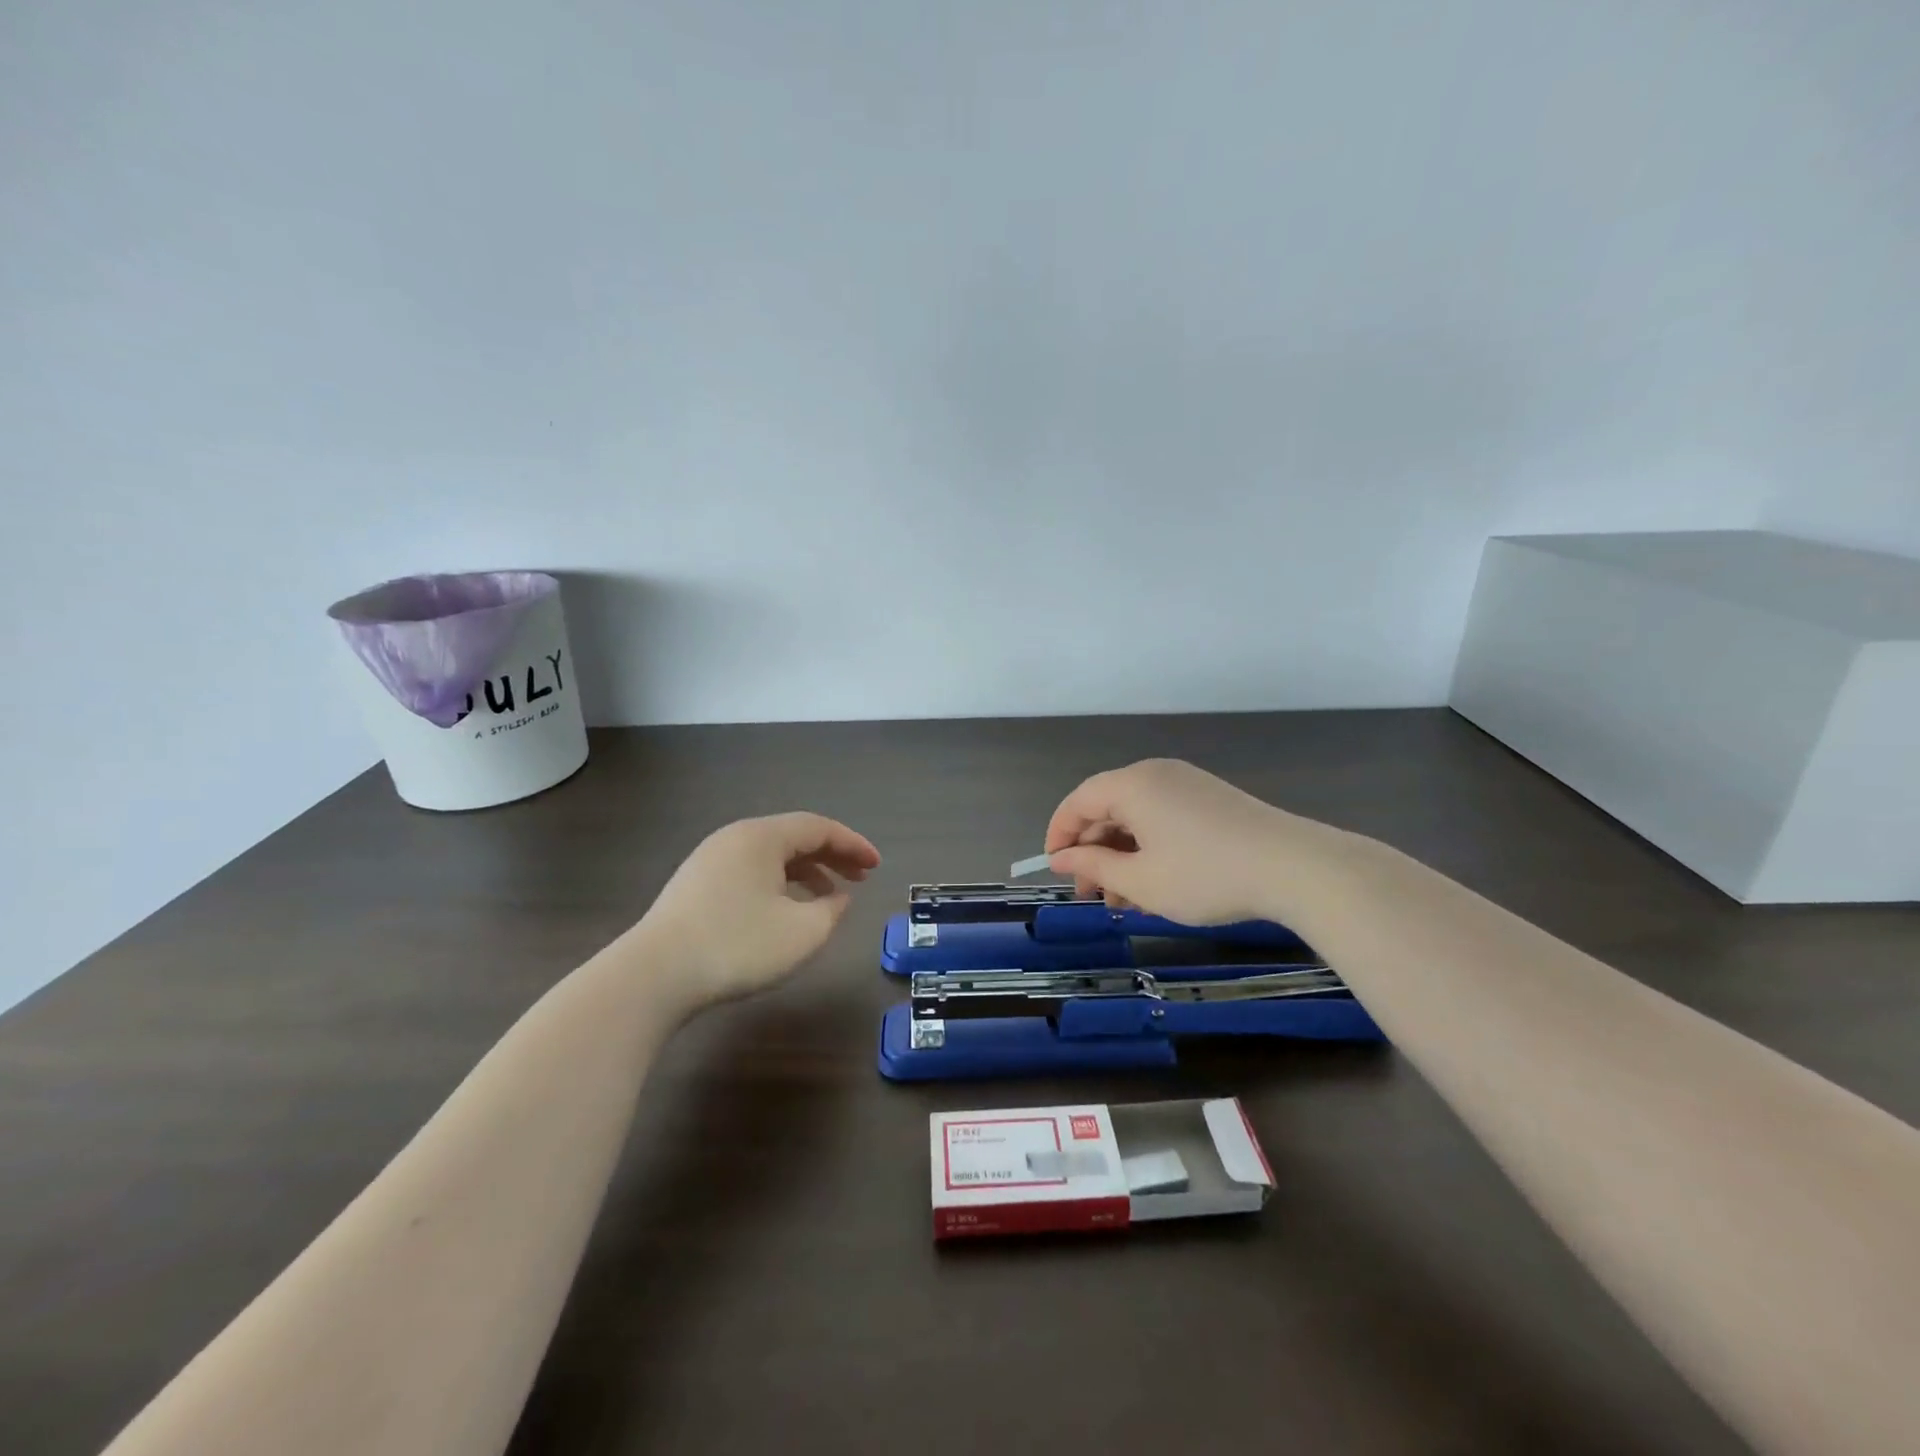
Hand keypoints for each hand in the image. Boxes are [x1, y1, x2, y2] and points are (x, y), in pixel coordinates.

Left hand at [637, 813, 879, 1010]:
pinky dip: (779, 884)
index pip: (819, 828)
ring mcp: (709, 861)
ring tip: (829, 896)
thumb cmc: (737, 946)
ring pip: (771, 857)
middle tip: (861, 876)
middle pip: (794, 837)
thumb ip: (831, 910)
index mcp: (762, 837)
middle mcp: (735, 839)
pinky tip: (786, 911)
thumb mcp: (802, 932)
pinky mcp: (694, 887)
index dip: (853, 845)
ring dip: (806, 872)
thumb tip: (837, 898)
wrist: (653, 976)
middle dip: (832, 856)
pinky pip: (750, 872)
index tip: (877, 865)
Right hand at [1044, 758, 1344, 926]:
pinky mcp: (1210, 799)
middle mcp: (1156, 775)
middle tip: (1091, 896)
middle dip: (1094, 852)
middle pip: (1107, 807)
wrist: (1294, 867)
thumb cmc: (1206, 875)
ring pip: (1136, 817)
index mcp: (1133, 784)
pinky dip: (1149, 848)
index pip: (1078, 801)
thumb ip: (1094, 867)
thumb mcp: (1141, 881)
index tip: (1056, 871)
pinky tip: (1155, 885)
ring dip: (1122, 856)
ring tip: (1123, 901)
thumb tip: (1061, 859)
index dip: (1060, 835)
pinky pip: (1163, 818)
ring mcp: (1187, 784)